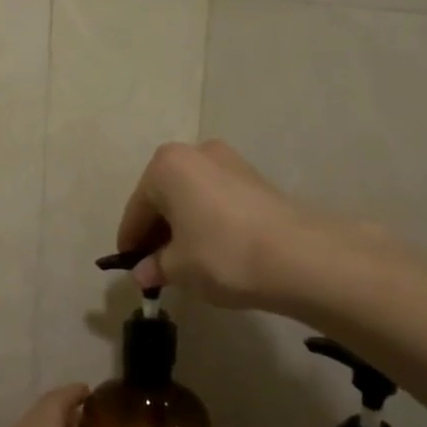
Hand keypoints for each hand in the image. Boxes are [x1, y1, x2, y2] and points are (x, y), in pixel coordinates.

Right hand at [115, 140, 353, 308]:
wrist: (296, 256)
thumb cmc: (221, 254)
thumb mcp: (178, 267)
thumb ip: (155, 266)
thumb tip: (143, 273)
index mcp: (166, 166)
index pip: (137, 209)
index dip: (131, 241)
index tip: (130, 266)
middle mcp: (196, 153)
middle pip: (165, 196)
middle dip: (158, 230)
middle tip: (156, 266)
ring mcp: (230, 161)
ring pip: (192, 196)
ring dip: (184, 224)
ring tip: (185, 261)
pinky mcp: (256, 179)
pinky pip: (217, 199)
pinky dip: (208, 220)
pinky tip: (212, 250)